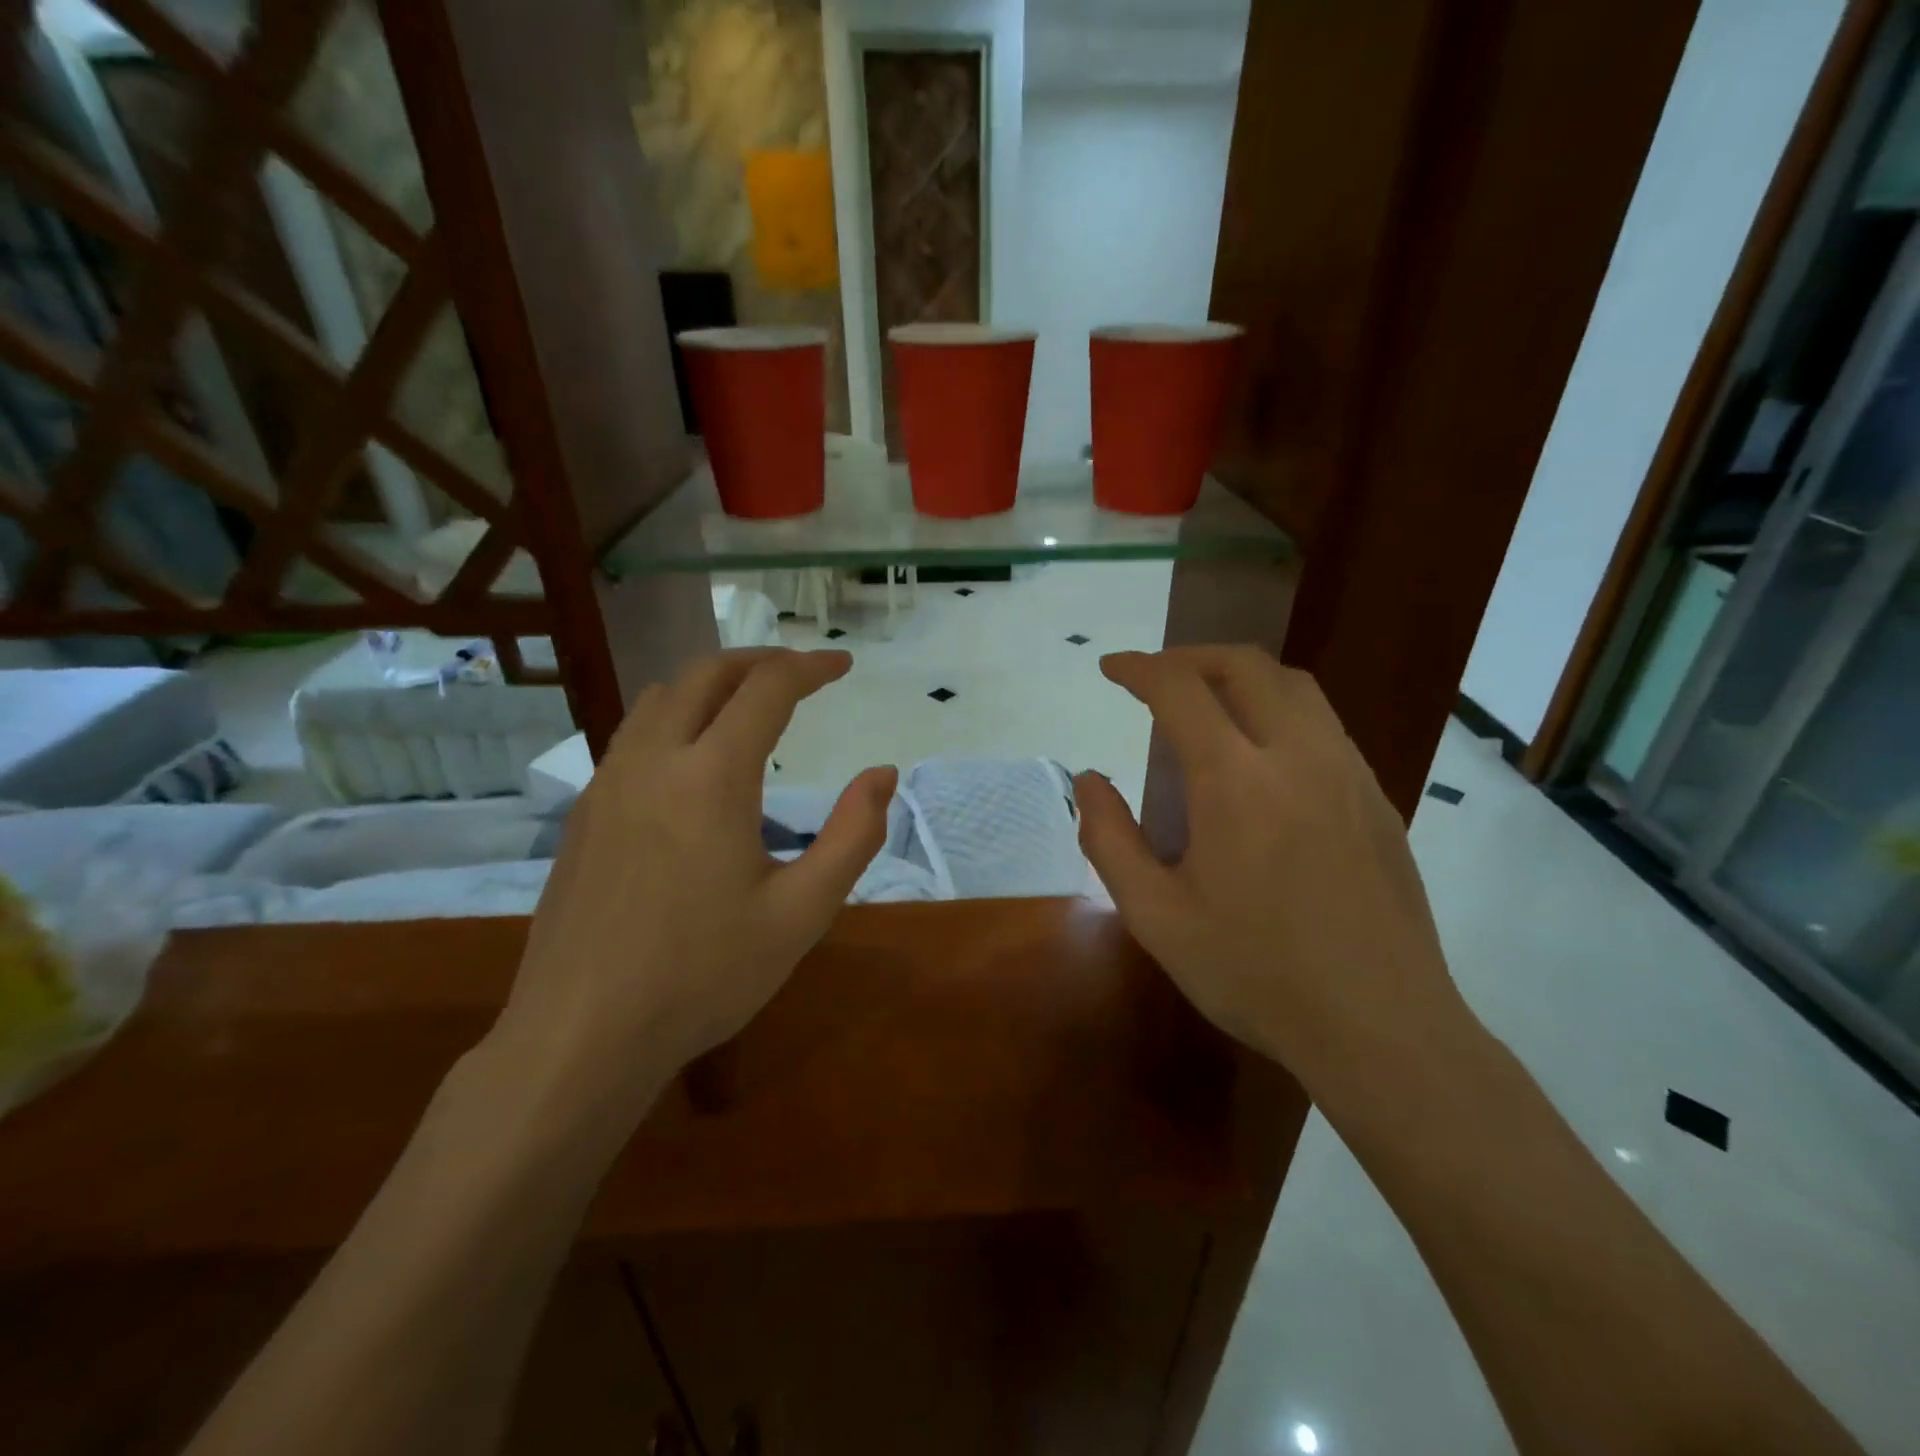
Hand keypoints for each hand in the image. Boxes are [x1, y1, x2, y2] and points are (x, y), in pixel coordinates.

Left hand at [494, 650, 894, 1119]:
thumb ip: (852, 836)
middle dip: (759, 661)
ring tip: (749, 704)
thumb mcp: (802, 913)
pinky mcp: (583, 813)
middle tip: (800, 673)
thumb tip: (882, 774)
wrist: (580, 1036)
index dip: (809, 667)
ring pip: (659, 697)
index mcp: (710, 777)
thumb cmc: (703, 976)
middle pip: (705, 674)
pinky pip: (632, 734)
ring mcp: (607, 784)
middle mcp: (652, 761)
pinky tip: (692, 760)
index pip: (766, 689)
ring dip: (711, 684)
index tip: (842, 666)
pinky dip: (674, 717)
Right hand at [1073, 647, 1469, 1101]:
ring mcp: (1349, 774)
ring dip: (1241, 678)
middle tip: (1155, 679)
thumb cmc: (1255, 974)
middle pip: (1246, 666)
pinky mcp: (1378, 799)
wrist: (1381, 1029)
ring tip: (1206, 707)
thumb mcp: (1156, 916)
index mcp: (1236, 782)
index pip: (1181, 689)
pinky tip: (1261, 760)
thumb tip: (1088, 780)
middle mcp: (1298, 757)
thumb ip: (1110, 839)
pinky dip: (1279, 711)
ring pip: (1295, 687)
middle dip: (1191, 657)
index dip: (1139, 668)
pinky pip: (1324, 725)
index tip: (1111, 669)